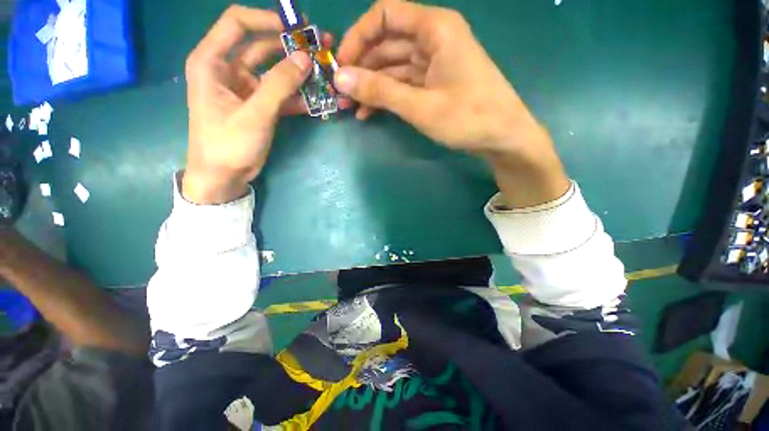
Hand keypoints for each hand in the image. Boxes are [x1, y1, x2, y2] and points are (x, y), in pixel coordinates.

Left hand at [183, 6, 314, 204]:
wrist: (223, 177)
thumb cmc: (227, 144)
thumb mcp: (254, 114)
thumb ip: (279, 85)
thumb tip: (305, 58)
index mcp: (212, 61)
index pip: (238, 23)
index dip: (267, 19)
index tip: (297, 27)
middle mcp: (228, 69)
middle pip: (262, 46)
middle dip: (291, 46)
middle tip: (320, 46)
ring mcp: (246, 88)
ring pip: (276, 71)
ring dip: (299, 72)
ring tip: (326, 71)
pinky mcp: (260, 106)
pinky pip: (282, 94)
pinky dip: (299, 96)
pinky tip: (319, 99)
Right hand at [336, 0, 568, 206]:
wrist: (503, 136)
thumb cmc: (468, 117)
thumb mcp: (420, 106)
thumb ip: (380, 91)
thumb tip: (341, 79)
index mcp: (434, 28)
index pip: (384, 15)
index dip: (358, 37)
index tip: (341, 64)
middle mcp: (433, 38)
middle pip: (386, 43)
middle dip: (362, 67)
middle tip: (341, 93)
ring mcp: (434, 62)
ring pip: (393, 67)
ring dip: (371, 86)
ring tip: (351, 107)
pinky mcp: (434, 83)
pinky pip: (403, 84)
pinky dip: (386, 97)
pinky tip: (370, 113)